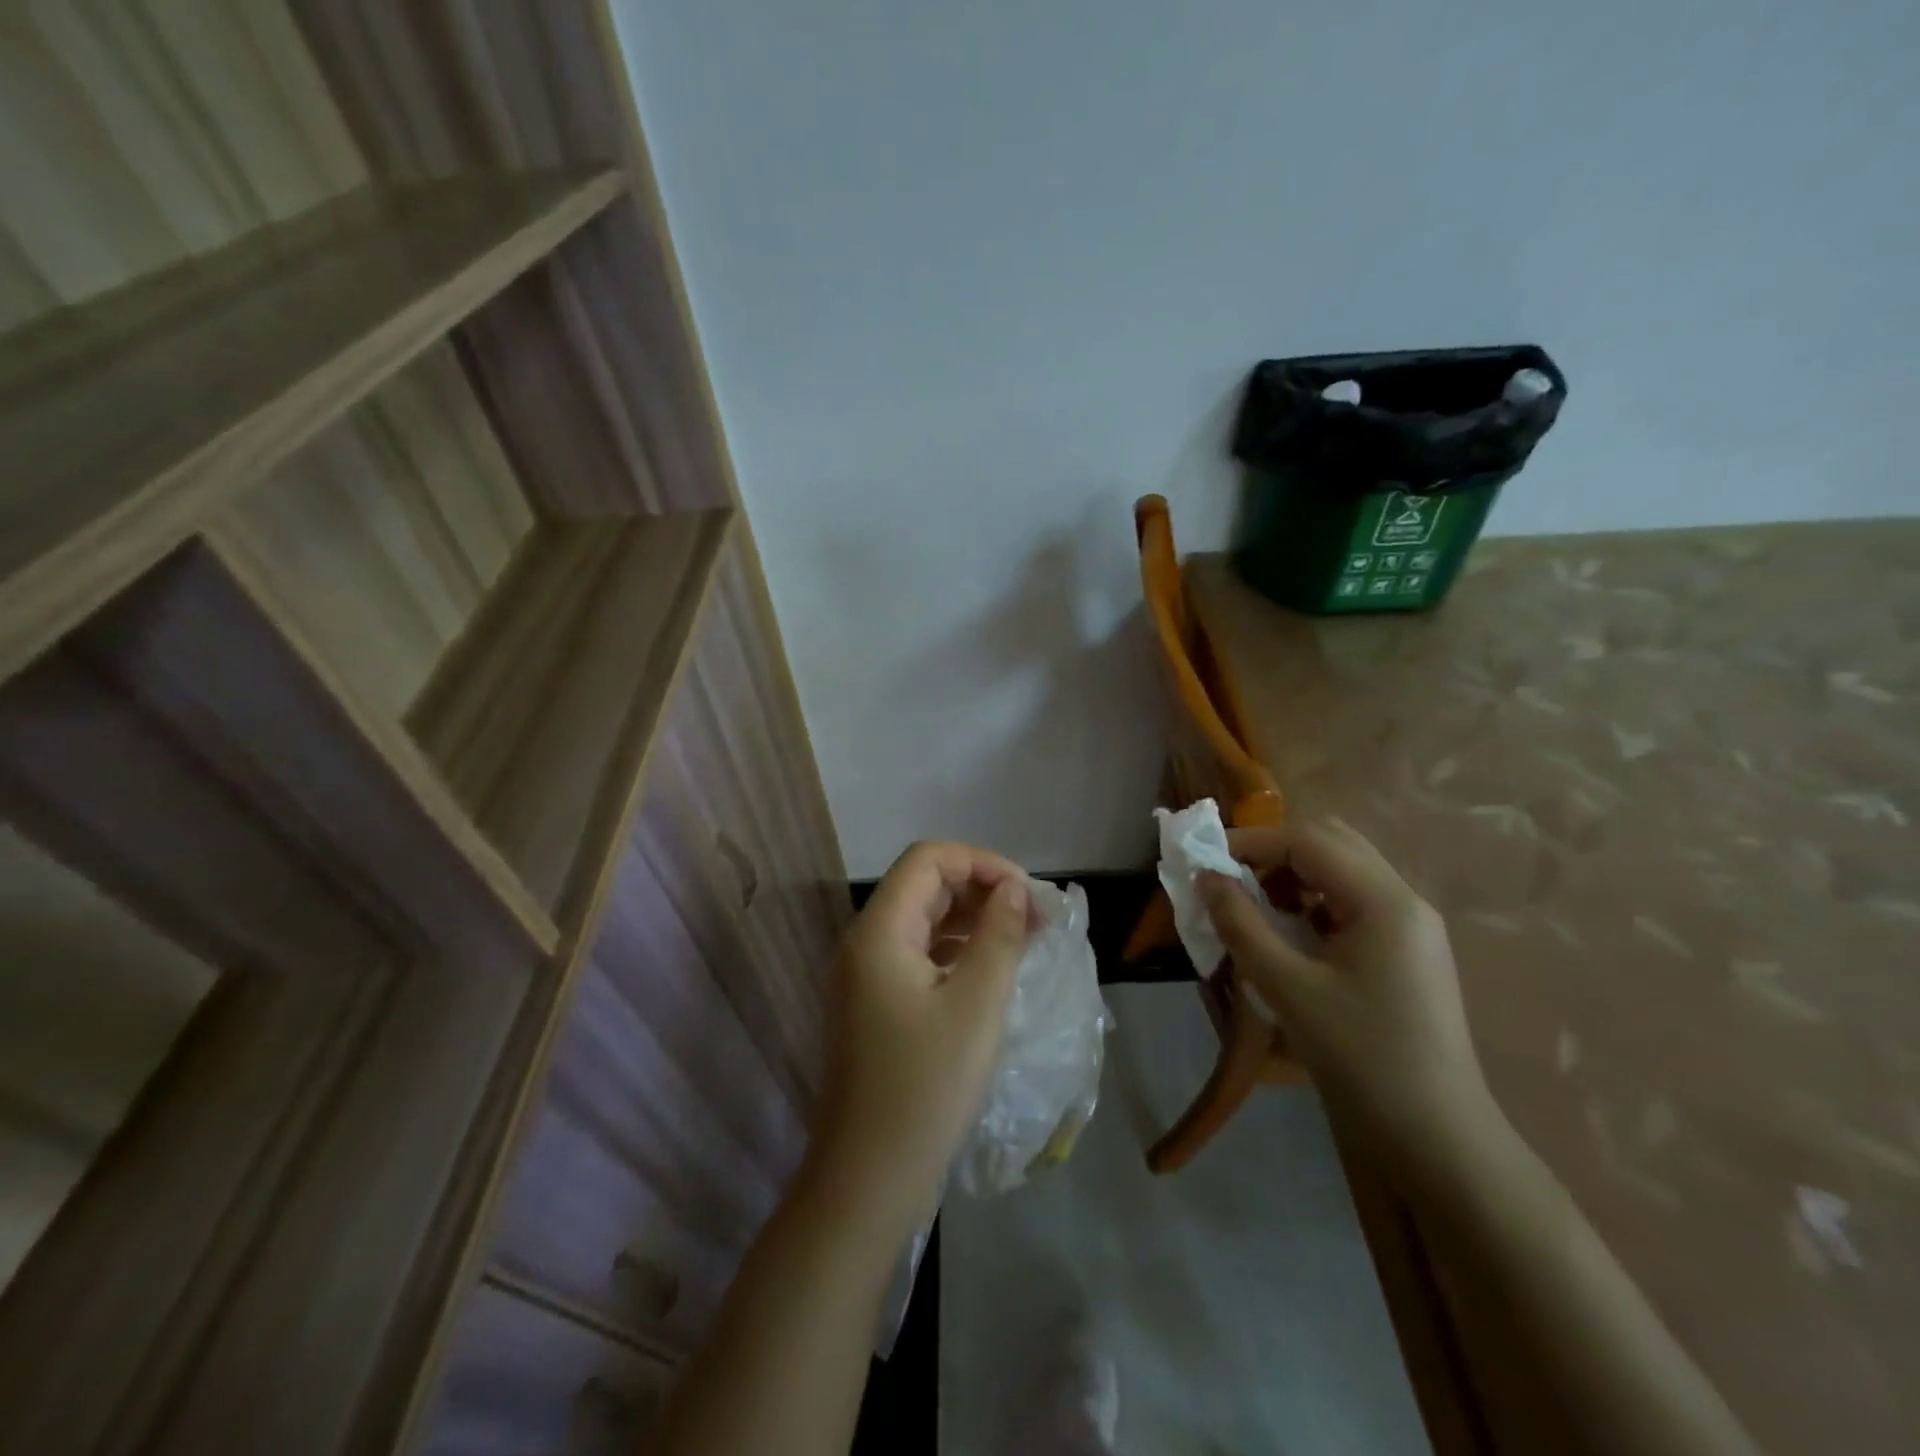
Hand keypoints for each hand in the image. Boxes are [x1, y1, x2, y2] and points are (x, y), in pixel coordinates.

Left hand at [806, 841, 1032, 1237]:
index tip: (1027, 893)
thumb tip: (1013, 889)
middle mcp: (865, 942)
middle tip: (1035, 917)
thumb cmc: (926, 1088)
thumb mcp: (976, 1005)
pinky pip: (918, 955)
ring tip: (1024, 938)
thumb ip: (999, 935)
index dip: (981, 862)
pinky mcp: (875, 1004)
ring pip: (923, 920)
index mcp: (879, 930)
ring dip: (972, 919)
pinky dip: (956, 950)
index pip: (929, 859)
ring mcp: (866, 975)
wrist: (867, 1180)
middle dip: (981, 889)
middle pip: (924, 886)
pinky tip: (992, 970)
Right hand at [1200, 819, 1499, 1170]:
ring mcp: (1412, 926)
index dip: (1252, 841)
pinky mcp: (1408, 951)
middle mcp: (1405, 900)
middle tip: (1231, 879)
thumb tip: (1205, 878)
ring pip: (1344, 869)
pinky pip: (1354, 901)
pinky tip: (1290, 935)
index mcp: (1384, 901)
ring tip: (1255, 908)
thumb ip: (1241, 926)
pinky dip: (1313, 901)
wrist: (1437, 1141)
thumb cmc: (1361, 1059)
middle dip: (1274, 851)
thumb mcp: (1288, 990)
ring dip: (1293, 874)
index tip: (1205, 861)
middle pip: (1332, 842)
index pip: (1309, 840)